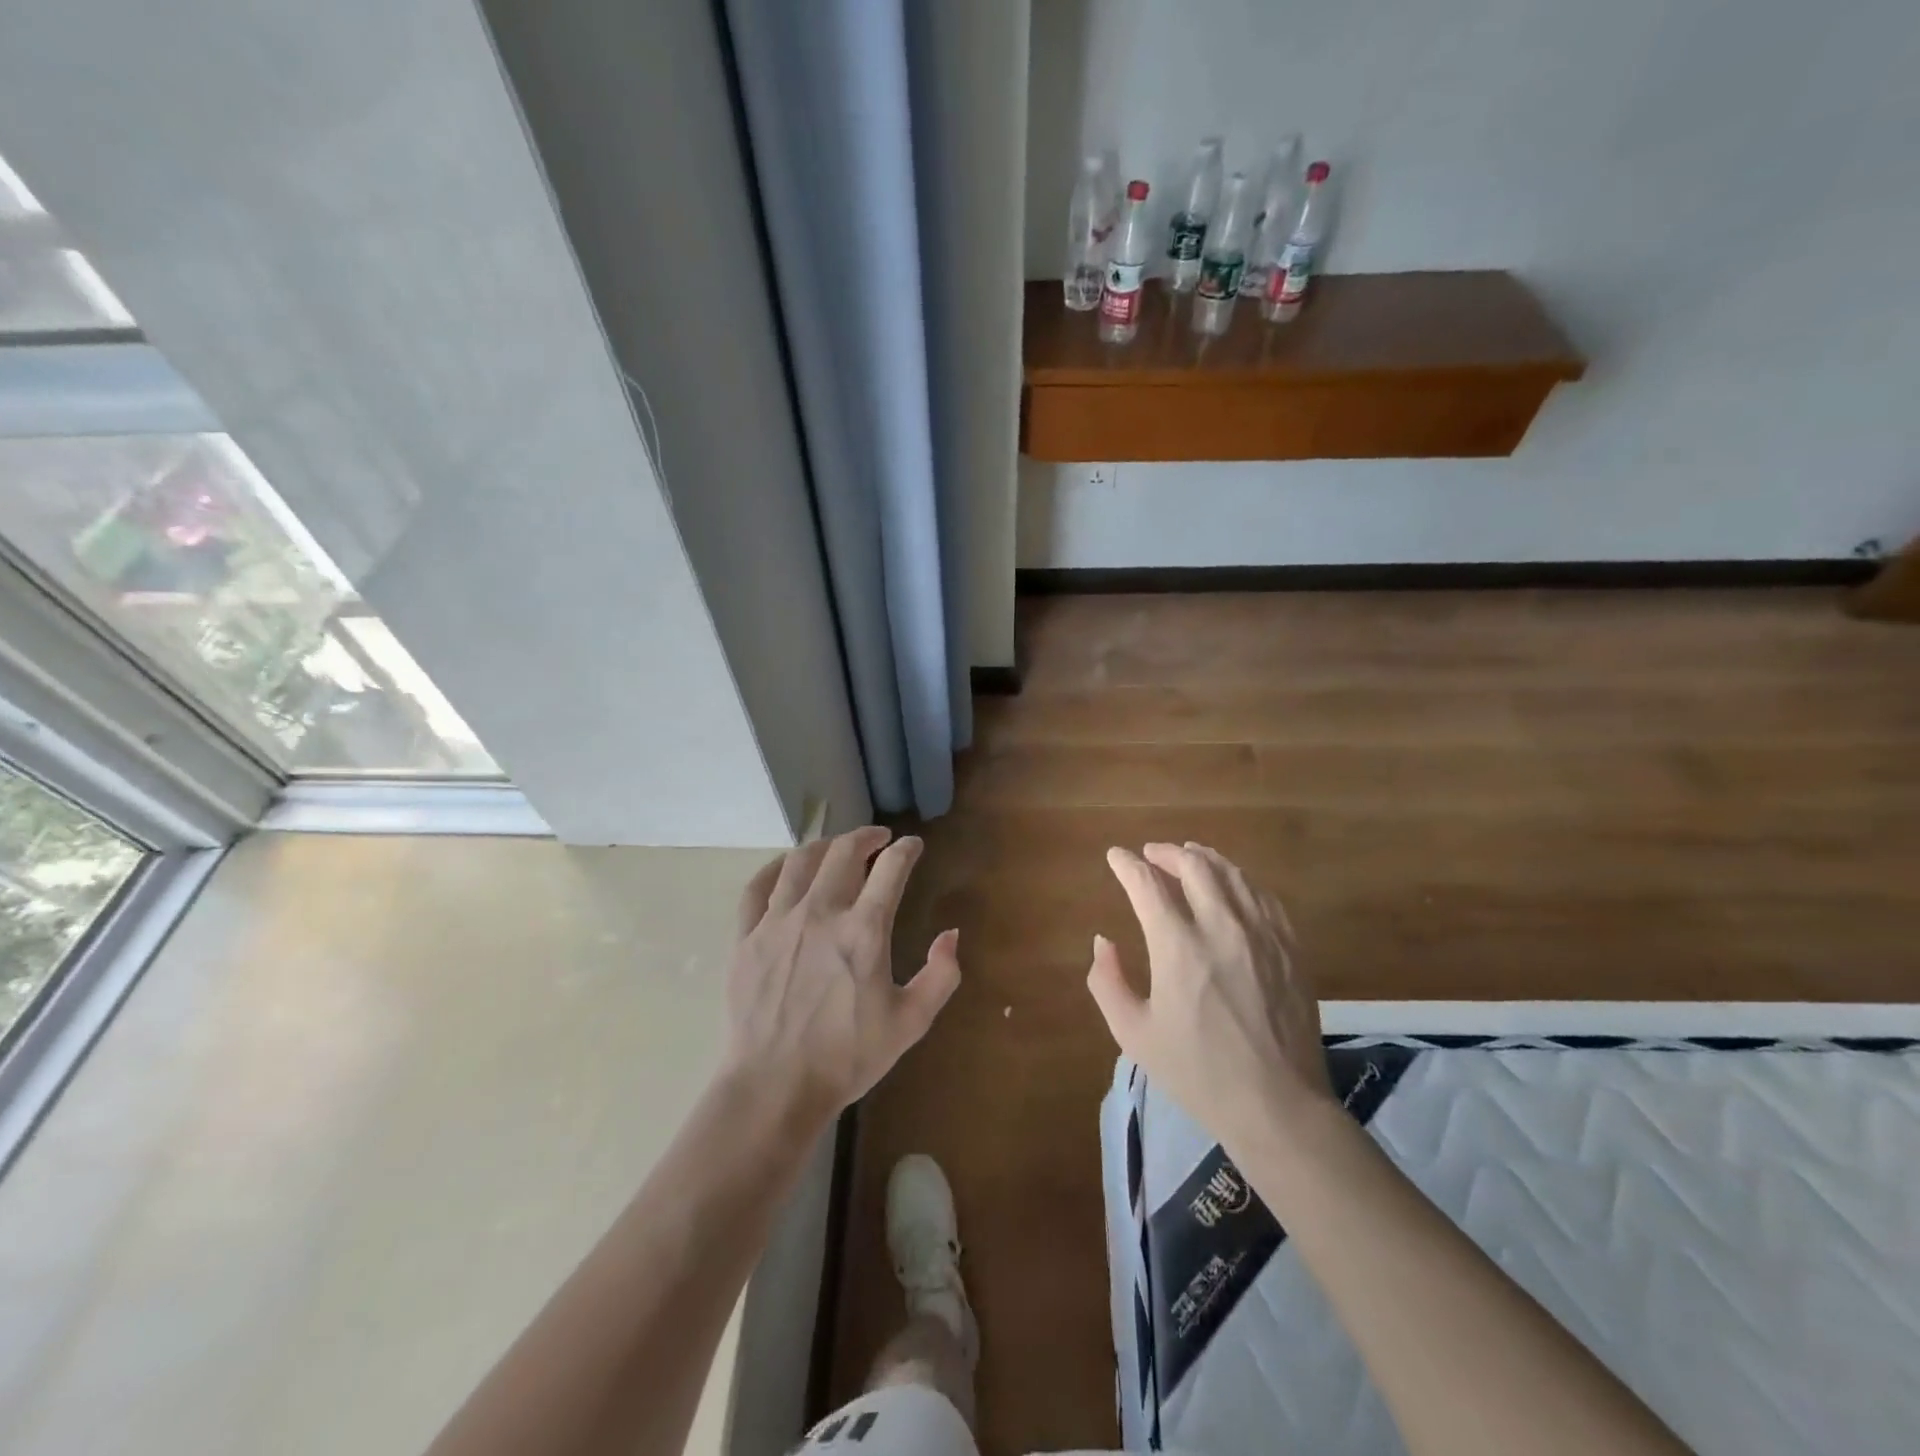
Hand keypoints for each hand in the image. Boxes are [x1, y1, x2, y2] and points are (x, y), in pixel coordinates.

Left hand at [725, 826, 959, 1129]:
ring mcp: (778, 922)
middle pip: (844, 852)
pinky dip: (776, 868)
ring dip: (824, 846)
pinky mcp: (746, 937)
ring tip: (837, 848)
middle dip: (866, 837)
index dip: (906, 849)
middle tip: (878, 838)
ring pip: (800, 861)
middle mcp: (821, 913)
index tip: (913, 845)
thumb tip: (951, 934)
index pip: (891, 868)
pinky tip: (787, 867)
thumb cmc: (847, 1057)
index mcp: (864, 930)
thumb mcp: (910, 1023)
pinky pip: (758, 887)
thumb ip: (941, 976)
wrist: (774, 1087)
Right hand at [1088, 842, 1332, 1149]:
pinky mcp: (1290, 946)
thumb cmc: (1197, 1072)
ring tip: (1189, 856)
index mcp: (1178, 947)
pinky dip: (1239, 879)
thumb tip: (1103, 942)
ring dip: (1204, 858)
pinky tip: (1232, 885)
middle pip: (1193, 866)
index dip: (1127, 865)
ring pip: (1232, 873)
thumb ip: (1106, 981)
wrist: (1277, 1105)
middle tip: (1151, 854)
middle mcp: (1221, 927)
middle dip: (1166, 853)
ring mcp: (1262, 934)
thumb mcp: (1134, 1034)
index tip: (1116, 856)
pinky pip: (1263, 895)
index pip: (1147, 884)